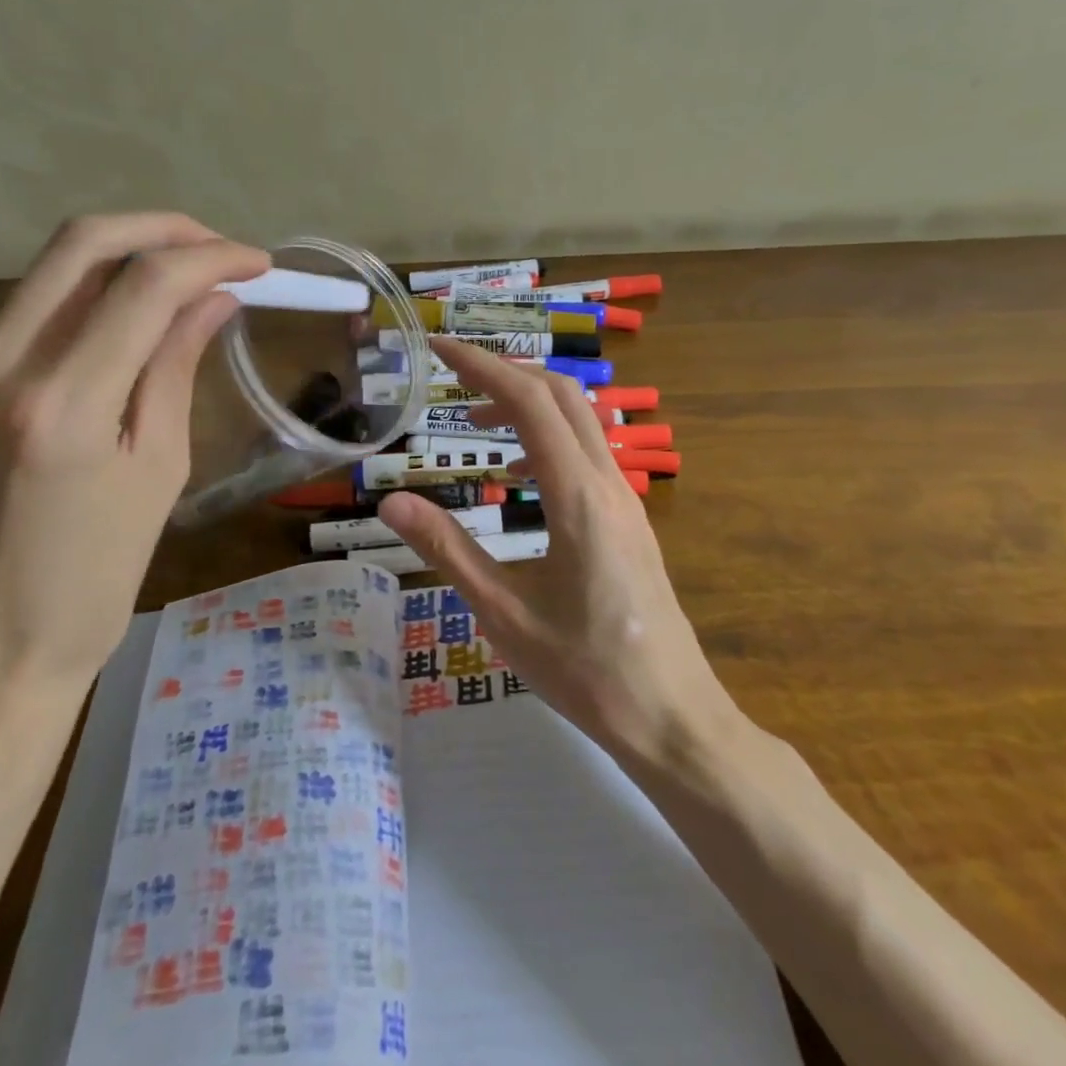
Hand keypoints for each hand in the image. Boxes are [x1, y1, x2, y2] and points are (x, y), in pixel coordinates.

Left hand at [0, 214, 269, 709]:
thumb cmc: (94, 582)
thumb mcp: (157, 473)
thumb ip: (175, 369)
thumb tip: (213, 300)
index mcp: (59, 408)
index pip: (143, 287)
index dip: (210, 258)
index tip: (258, 263)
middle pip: (79, 245)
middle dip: (161, 229)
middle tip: (218, 247)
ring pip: (48, 273)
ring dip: (123, 259)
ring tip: (185, 280)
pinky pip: (24, 316)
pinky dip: (85, 301)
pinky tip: (126, 323)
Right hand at [378, 337, 736, 764]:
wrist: (673, 716)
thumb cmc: (585, 671)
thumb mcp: (503, 614)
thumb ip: (448, 551)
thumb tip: (392, 503)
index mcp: (577, 498)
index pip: (529, 402)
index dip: (482, 365)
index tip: (439, 348)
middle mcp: (609, 484)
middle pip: (562, 395)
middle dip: (506, 371)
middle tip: (454, 374)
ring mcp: (628, 500)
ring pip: (582, 420)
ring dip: (530, 402)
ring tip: (476, 419)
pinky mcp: (632, 520)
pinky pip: (590, 453)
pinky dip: (550, 437)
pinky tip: (519, 478)